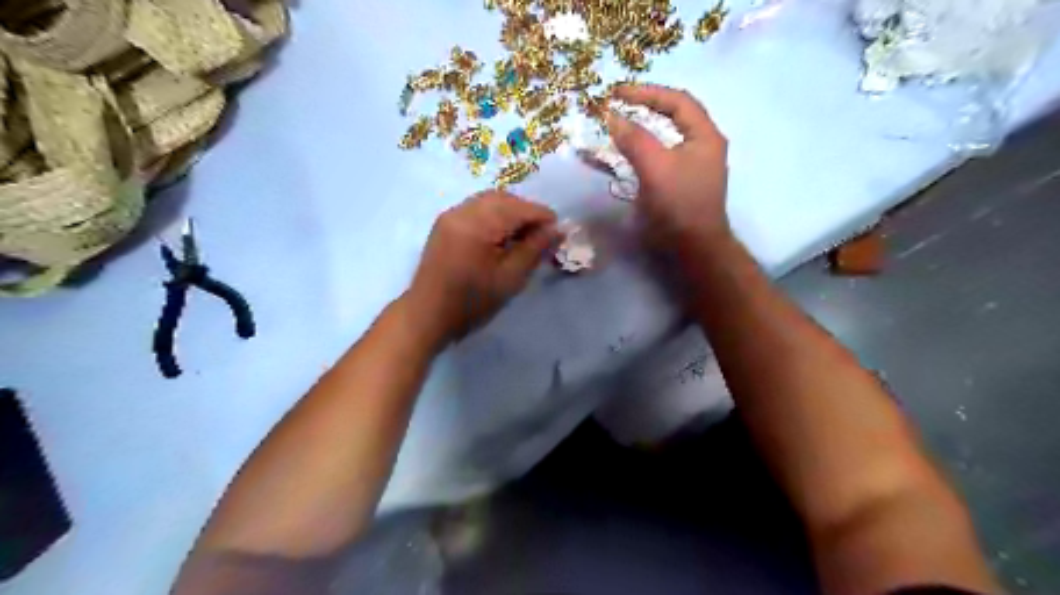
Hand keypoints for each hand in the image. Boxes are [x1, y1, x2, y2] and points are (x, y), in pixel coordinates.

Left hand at [402, 190, 556, 347]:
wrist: (428, 316)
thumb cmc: (472, 302)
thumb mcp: (510, 278)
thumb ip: (534, 249)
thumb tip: (557, 229)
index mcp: (477, 224)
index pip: (518, 208)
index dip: (542, 216)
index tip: (559, 231)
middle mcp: (461, 211)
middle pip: (502, 198)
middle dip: (526, 211)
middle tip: (542, 233)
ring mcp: (450, 216)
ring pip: (488, 201)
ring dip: (510, 212)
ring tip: (524, 236)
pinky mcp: (444, 225)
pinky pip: (475, 209)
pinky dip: (494, 216)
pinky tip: (501, 237)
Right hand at [610, 82, 733, 247]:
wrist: (693, 248)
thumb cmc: (679, 205)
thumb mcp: (655, 167)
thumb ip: (634, 139)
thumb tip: (612, 117)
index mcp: (705, 136)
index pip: (677, 101)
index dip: (647, 92)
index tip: (617, 93)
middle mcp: (703, 145)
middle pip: (674, 116)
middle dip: (645, 108)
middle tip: (618, 105)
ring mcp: (694, 165)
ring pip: (667, 136)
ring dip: (643, 128)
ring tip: (620, 124)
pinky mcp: (682, 182)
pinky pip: (661, 156)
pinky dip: (643, 149)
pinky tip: (629, 152)